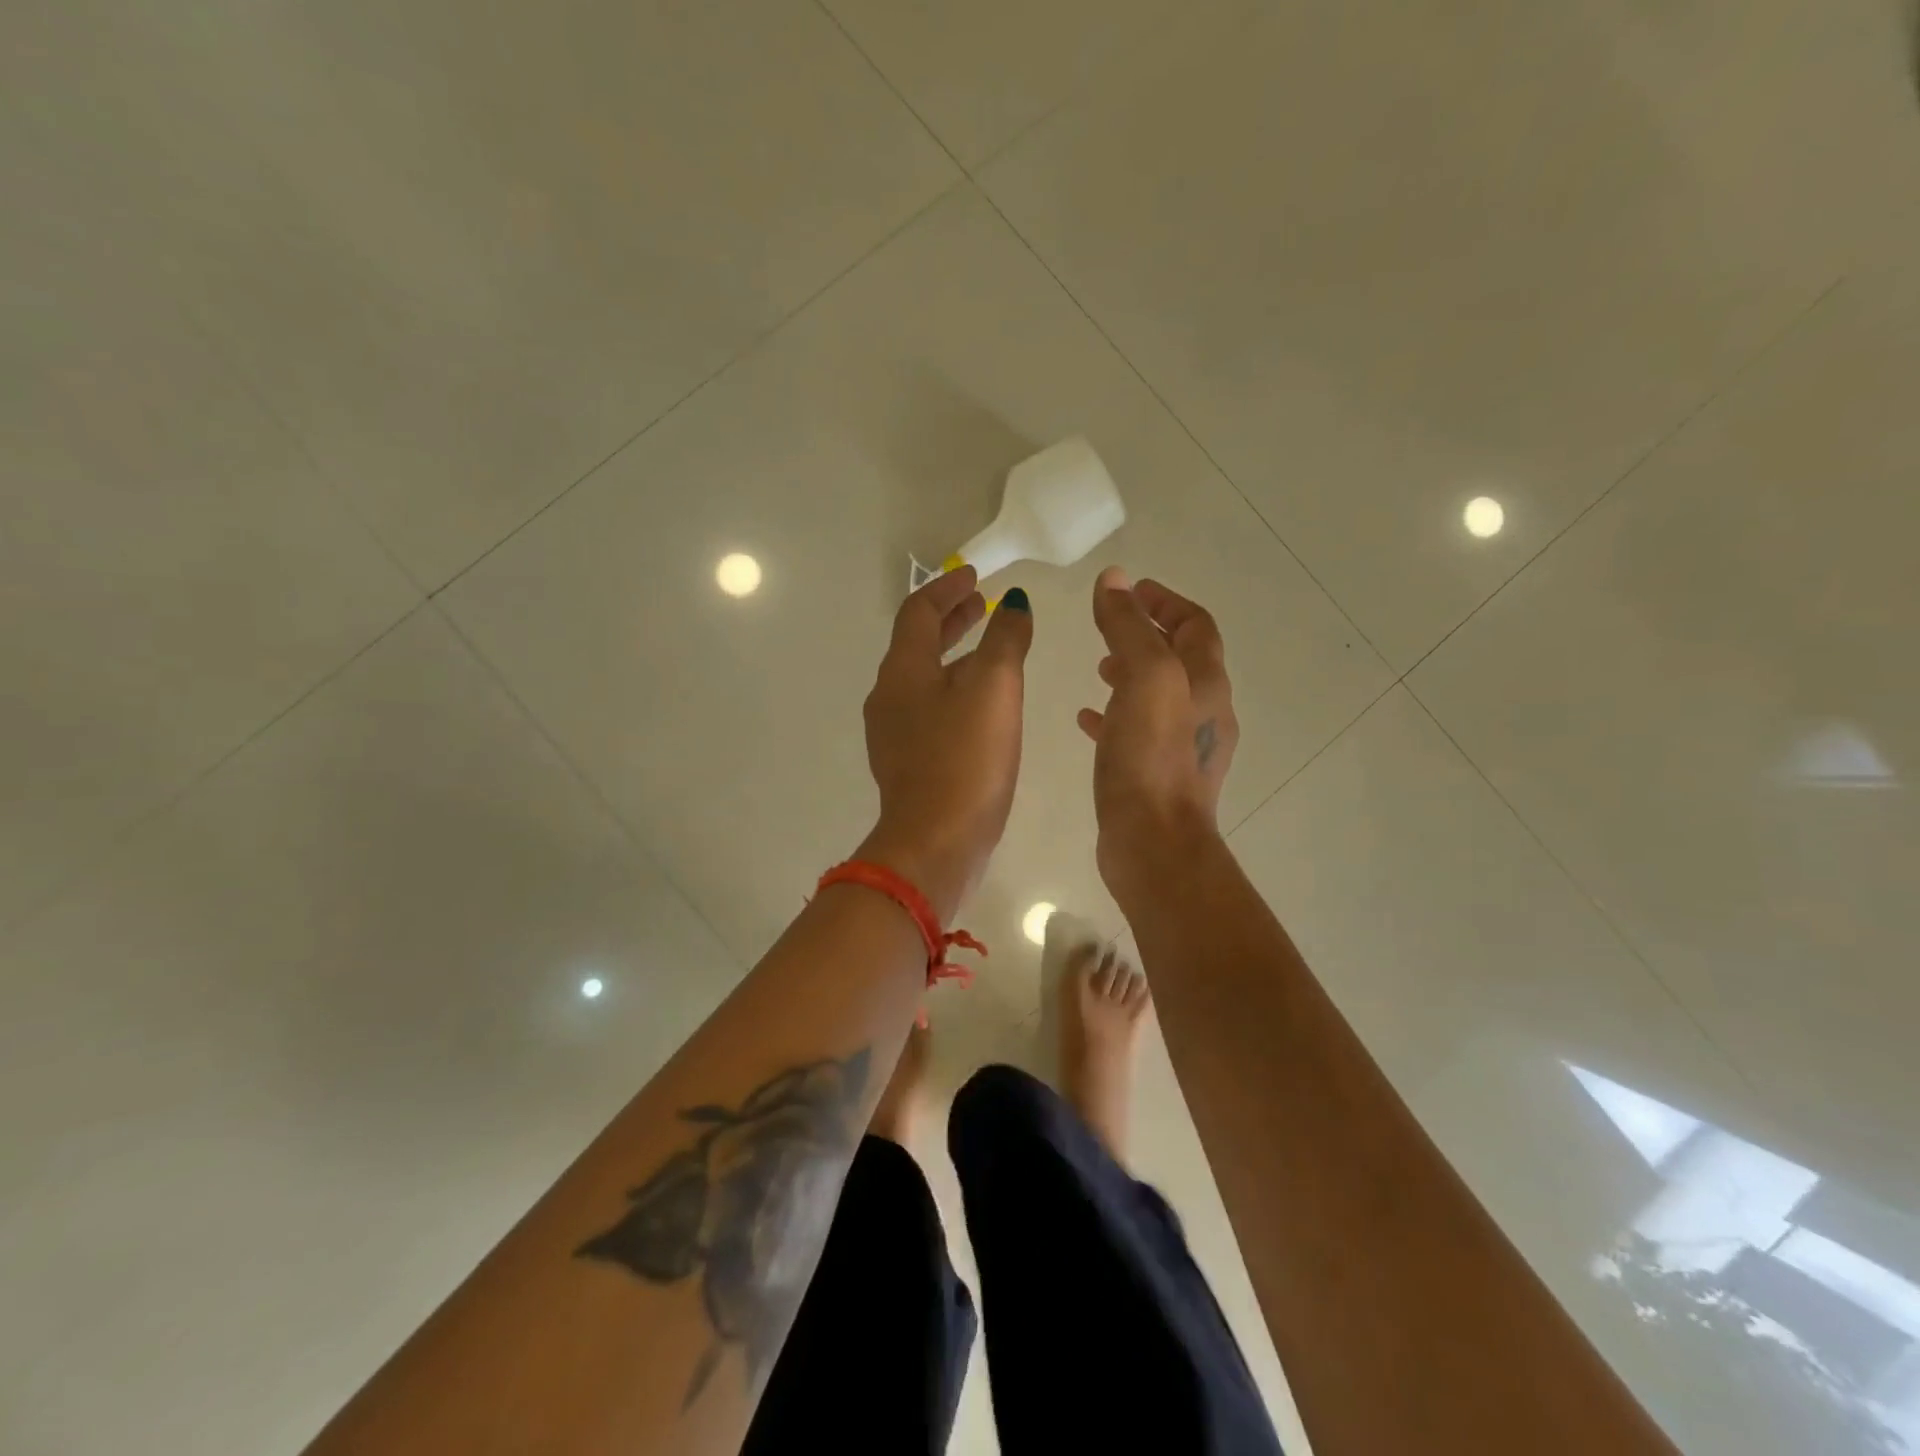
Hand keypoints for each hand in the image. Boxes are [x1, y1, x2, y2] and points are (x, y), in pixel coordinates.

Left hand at [859, 567, 1033, 919]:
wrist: (934, 843)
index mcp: (902, 670)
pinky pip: (929, 710)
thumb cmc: (965, 759)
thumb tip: (1013, 603)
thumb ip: (1005, 640)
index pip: (918, 611)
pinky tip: (981, 706)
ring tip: (990, 651)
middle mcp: (888, 696)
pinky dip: (954, 690)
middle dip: (951, 620)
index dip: (947, 589)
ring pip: (923, 678)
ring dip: (954, 655)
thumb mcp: (994, 689)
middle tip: (982, 604)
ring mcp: (893, 733)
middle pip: (917, 643)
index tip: (975, 576)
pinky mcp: (908, 763)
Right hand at [1078, 567, 1237, 902]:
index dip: (1164, 601)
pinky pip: (1138, 731)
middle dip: (1146, 635)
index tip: (1130, 590)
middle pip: (1180, 658)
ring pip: (1159, 695)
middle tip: (1108, 626)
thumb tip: (1115, 578)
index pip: (1195, 625)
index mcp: (1207, 683)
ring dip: (1131, 673)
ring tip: (1097, 667)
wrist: (1155, 845)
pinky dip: (1116, 713)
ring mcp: (1184, 747)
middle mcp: (1205, 712)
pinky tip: (1086, 718)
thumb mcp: (1143, 679)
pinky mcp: (1158, 775)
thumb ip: (1128, 627)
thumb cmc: (1151, 758)